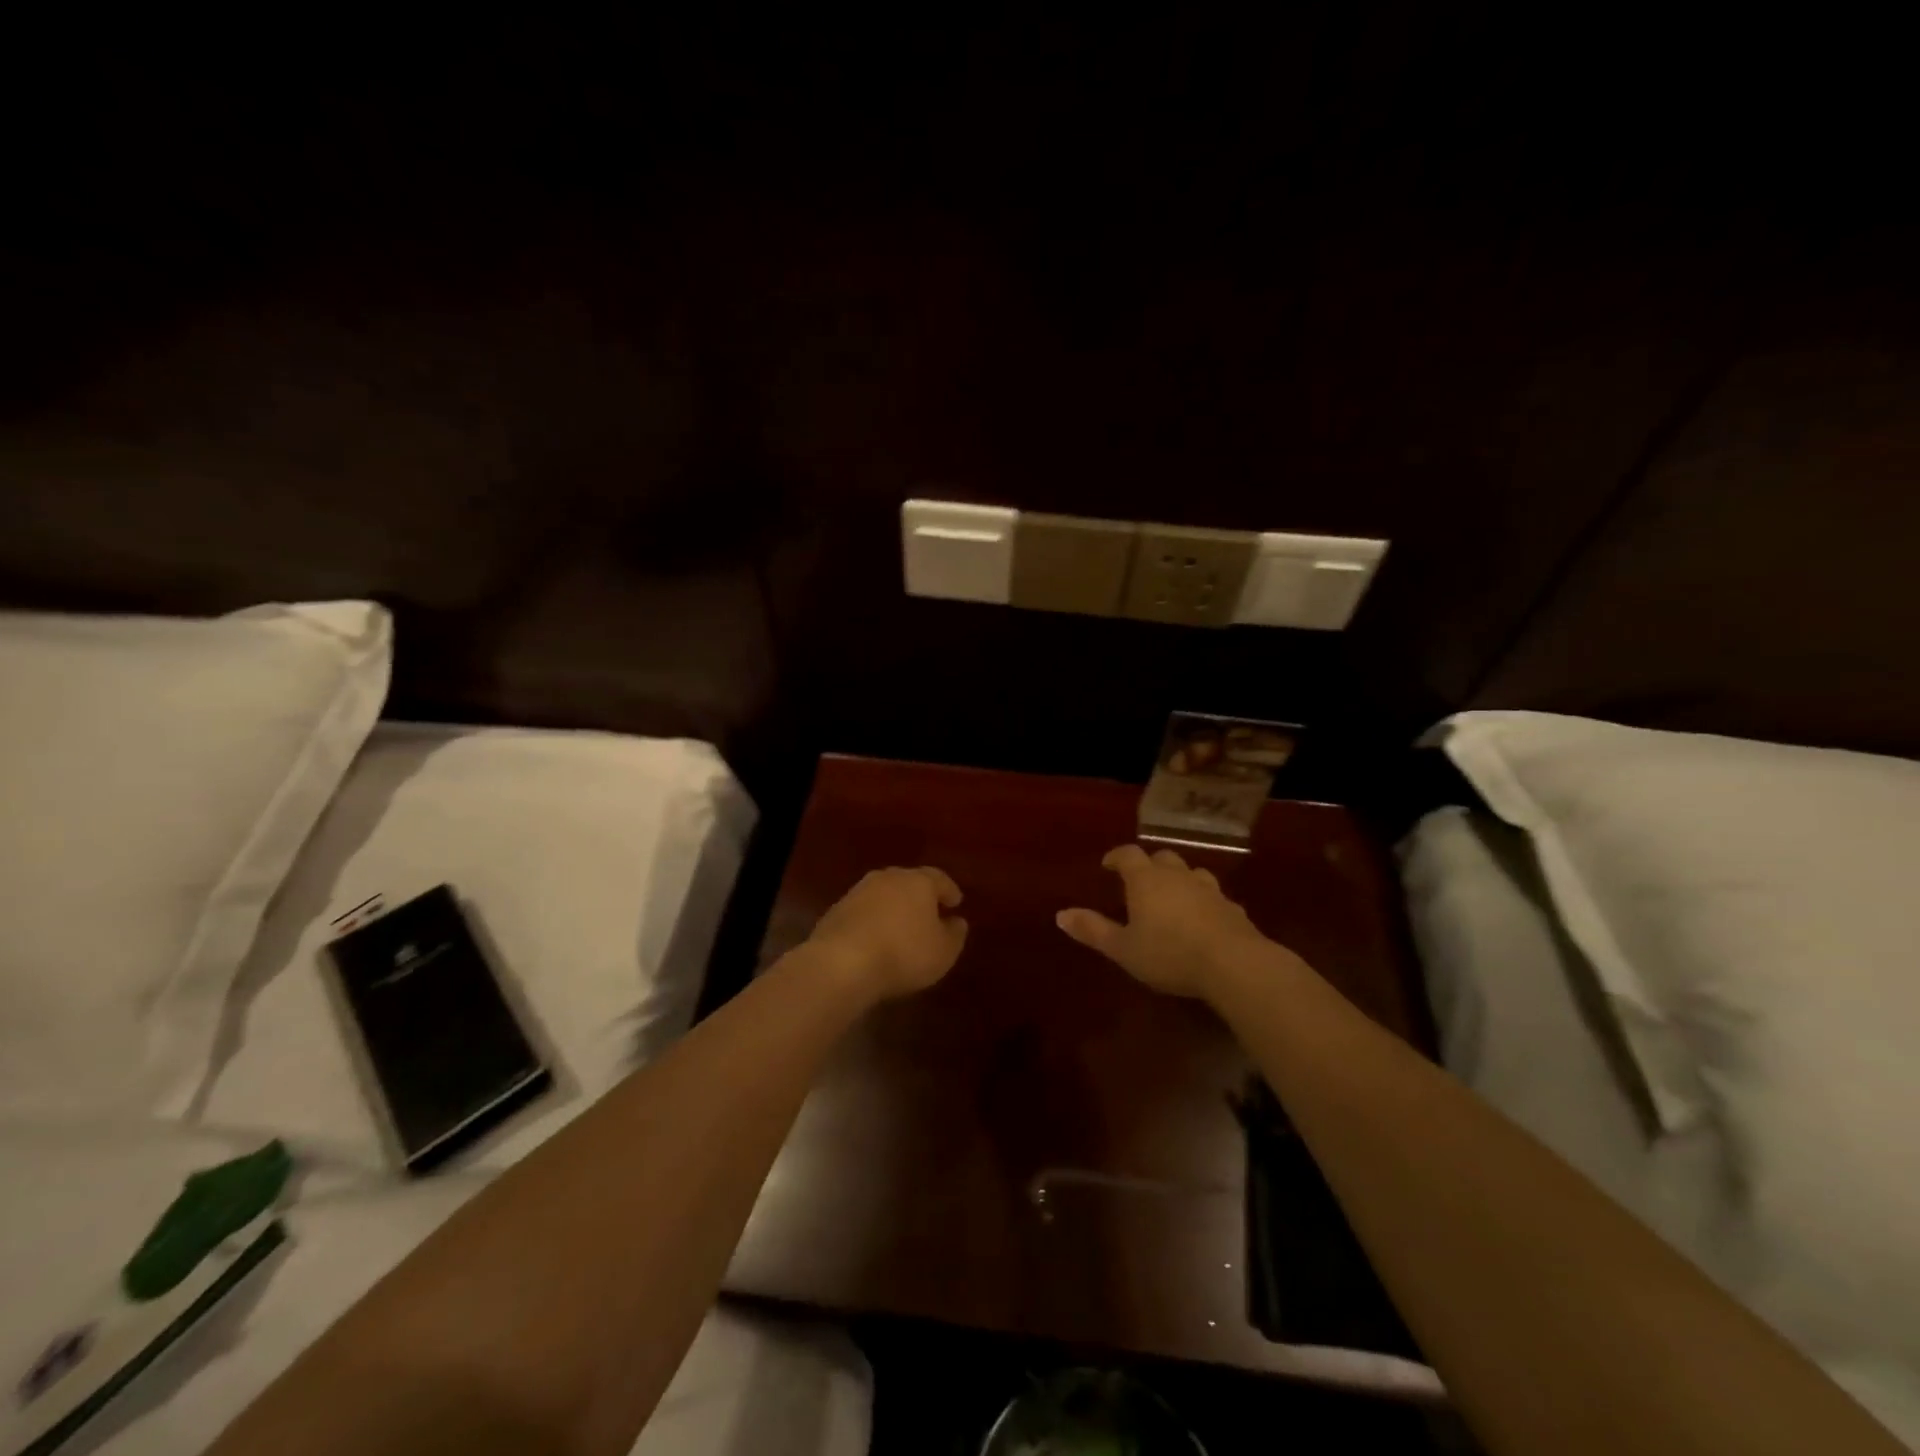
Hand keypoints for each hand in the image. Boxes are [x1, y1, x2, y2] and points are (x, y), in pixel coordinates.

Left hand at [804, 866, 968, 1000]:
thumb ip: (954, 934)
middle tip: (928, 913)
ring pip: (883, 894)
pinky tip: (875, 939)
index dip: (949, 891)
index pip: (939, 878)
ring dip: (893, 908)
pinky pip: (863, 912)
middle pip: (909, 882)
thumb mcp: (943, 951)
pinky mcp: (836, 910)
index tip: (956, 902)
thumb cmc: (904, 953)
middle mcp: (888, 878)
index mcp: (918, 881)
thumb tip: (957, 922)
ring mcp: (858, 892)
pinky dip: (872, 921)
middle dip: (919, 896)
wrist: (842, 962)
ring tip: (900, 928)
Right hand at [1056, 844, 1273, 998]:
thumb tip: (1060, 914)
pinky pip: (1214, 897)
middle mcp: (1177, 876)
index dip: (1116, 856)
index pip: (1128, 855)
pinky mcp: (1232, 908)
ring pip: (1192, 873)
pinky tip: (1204, 920)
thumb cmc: (1169, 953)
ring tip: (1173, 898)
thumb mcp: (1123, 948)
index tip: (1108, 865)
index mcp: (1146, 880)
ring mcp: (1209, 890)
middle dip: (1149, 866)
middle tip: (1140, 882)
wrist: (1234, 964)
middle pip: (1162, 858)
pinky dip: (1204, 902)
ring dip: (1180, 880)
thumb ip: (1093, 930)